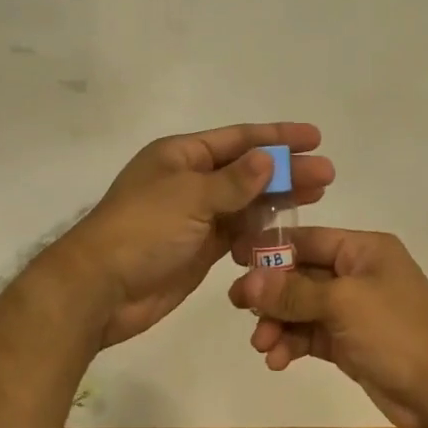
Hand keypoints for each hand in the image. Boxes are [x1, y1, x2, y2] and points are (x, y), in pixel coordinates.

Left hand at [48, 123, 332, 347]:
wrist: (100, 290)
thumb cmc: (142, 230)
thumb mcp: (190, 197)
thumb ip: (234, 181)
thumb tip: (270, 159)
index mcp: (182, 156)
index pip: (239, 139)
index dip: (278, 137)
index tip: (315, 137)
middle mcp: (191, 180)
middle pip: (248, 170)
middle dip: (287, 170)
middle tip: (327, 174)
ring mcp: (196, 216)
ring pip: (247, 202)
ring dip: (280, 199)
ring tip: (318, 196)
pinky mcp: (200, 248)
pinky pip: (239, 232)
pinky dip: (261, 230)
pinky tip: (288, 230)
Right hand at [227, 228, 427, 427]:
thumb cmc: (397, 332)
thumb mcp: (343, 304)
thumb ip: (293, 292)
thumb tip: (248, 281)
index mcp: (365, 249)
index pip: (310, 239)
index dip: (272, 249)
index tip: (234, 260)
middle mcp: (359, 274)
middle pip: (302, 275)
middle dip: (271, 293)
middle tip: (237, 307)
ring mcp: (356, 310)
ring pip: (303, 308)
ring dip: (279, 324)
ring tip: (262, 346)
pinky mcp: (351, 342)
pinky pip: (312, 334)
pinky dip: (293, 344)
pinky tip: (277, 360)